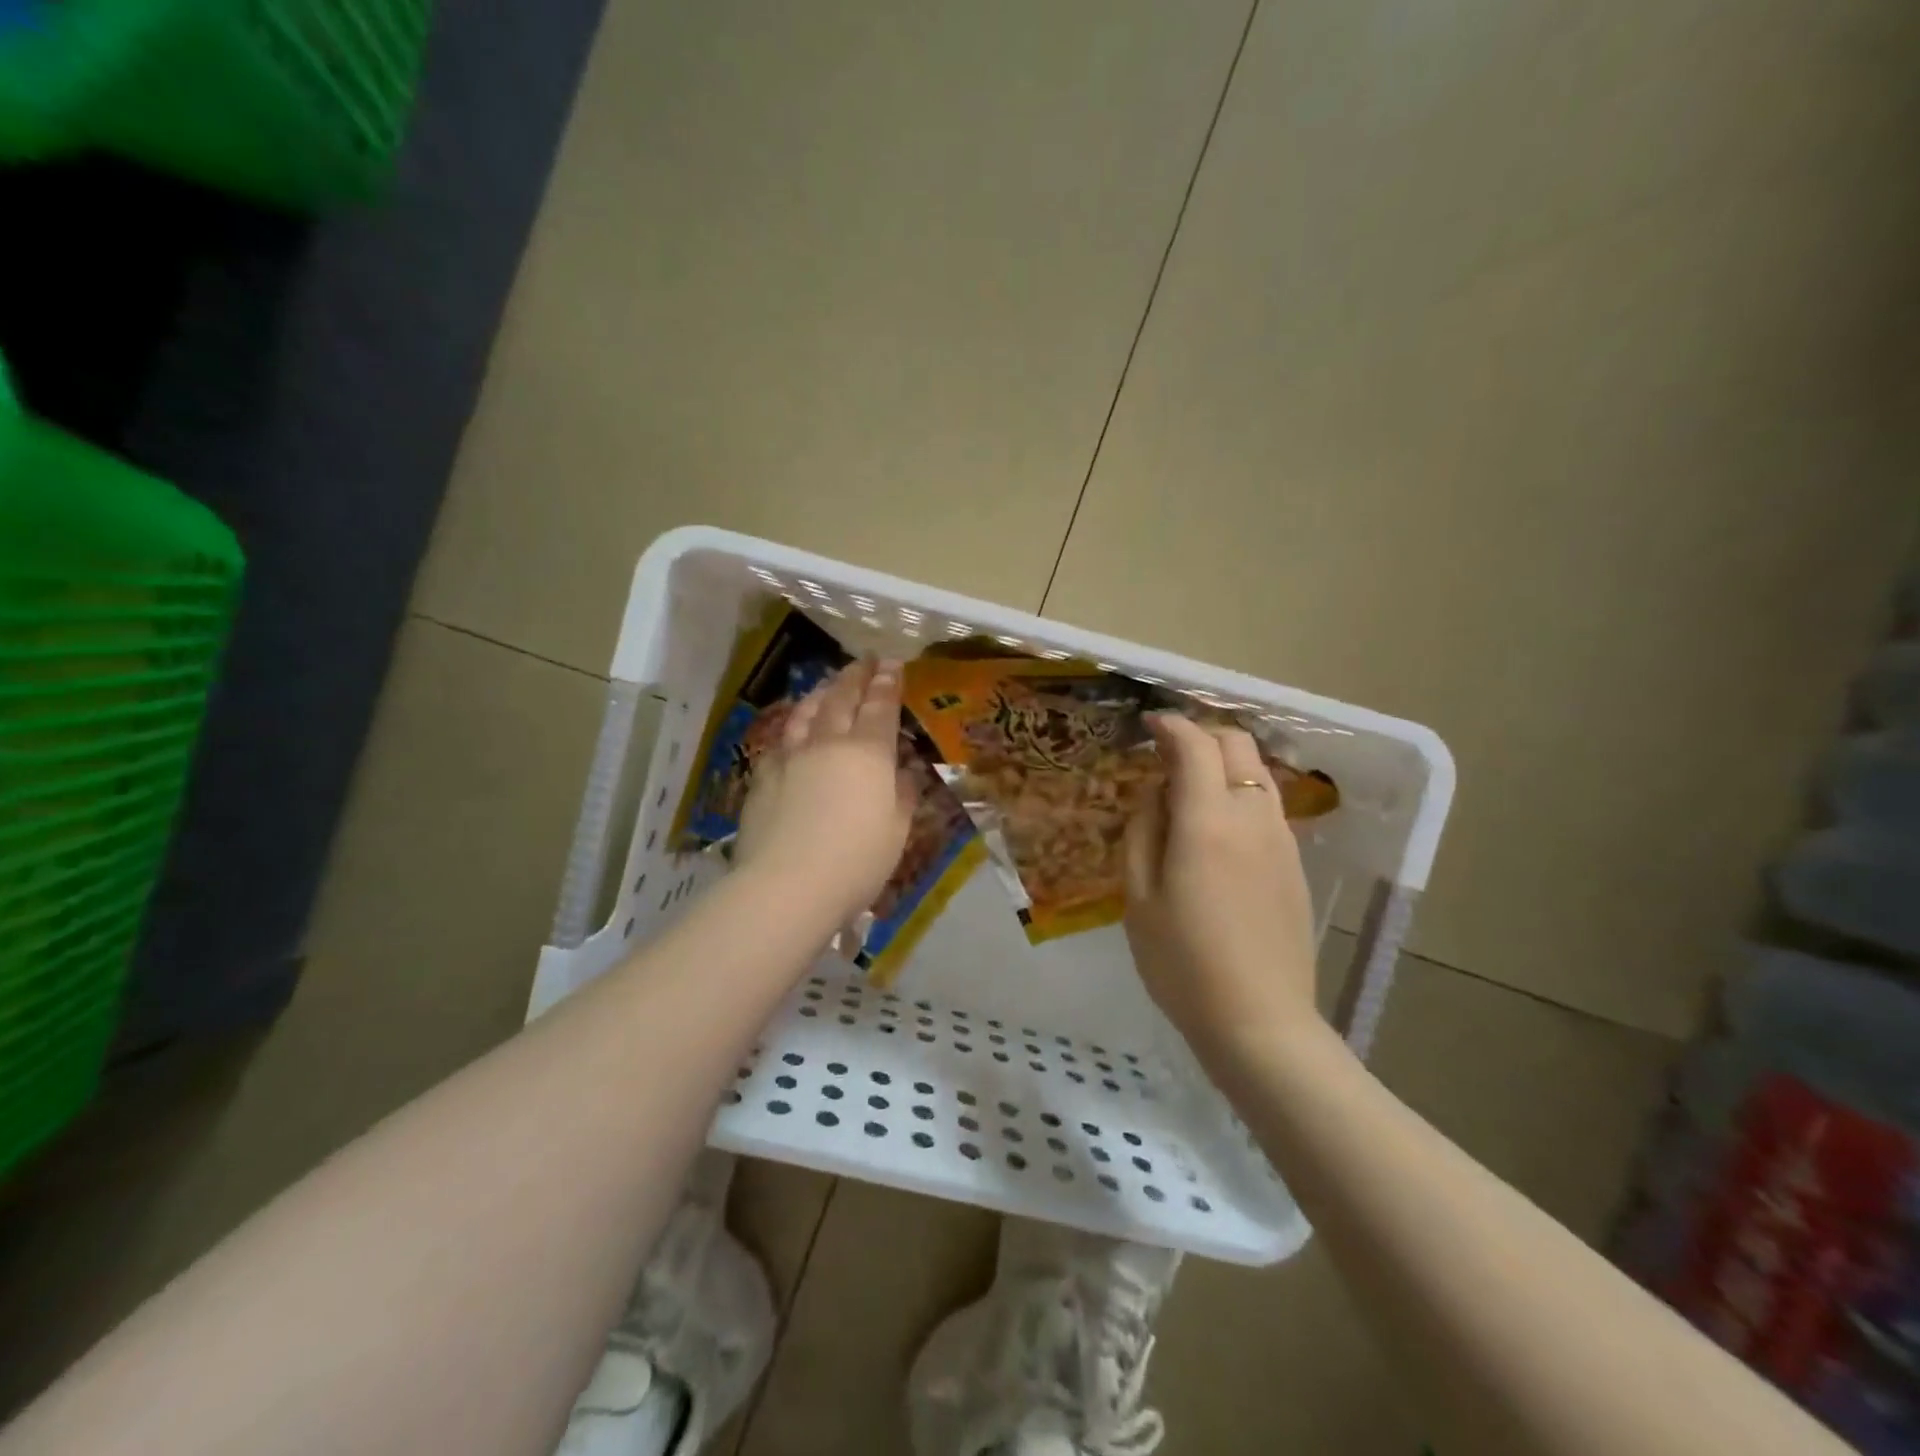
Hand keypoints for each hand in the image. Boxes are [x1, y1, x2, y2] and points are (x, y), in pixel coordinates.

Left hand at [735, 657, 917, 930]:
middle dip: (855, 676)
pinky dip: (792, 727)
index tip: (892, 664)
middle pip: (841, 699)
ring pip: (806, 712)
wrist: (787, 885)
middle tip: (864, 661)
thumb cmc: (857, 862)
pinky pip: (780, 740)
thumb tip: (903, 773)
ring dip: (821, 693)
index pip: (880, 707)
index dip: (888, 683)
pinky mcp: (763, 777)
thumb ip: (903, 795)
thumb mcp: (897, 831)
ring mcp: (790, 757)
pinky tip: (793, 730)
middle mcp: (828, 744)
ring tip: (828, 684)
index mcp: (868, 754)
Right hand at [1124, 714, 1320, 1060]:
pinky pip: (1266, 805)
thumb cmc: (1183, 962)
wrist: (1260, 1021)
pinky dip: (1240, 793)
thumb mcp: (1139, 897)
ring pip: (1257, 772)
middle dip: (1201, 735)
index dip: (1170, 726)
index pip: (1195, 745)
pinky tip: (1217, 828)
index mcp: (1208, 820)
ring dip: (1224, 763)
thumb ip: (1144, 831)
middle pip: (1237, 744)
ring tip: (1189, 788)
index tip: (1149, 725)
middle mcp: (1252, 816)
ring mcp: (1281, 839)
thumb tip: (1157, 792)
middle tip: (1167, 753)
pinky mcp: (1294, 863)